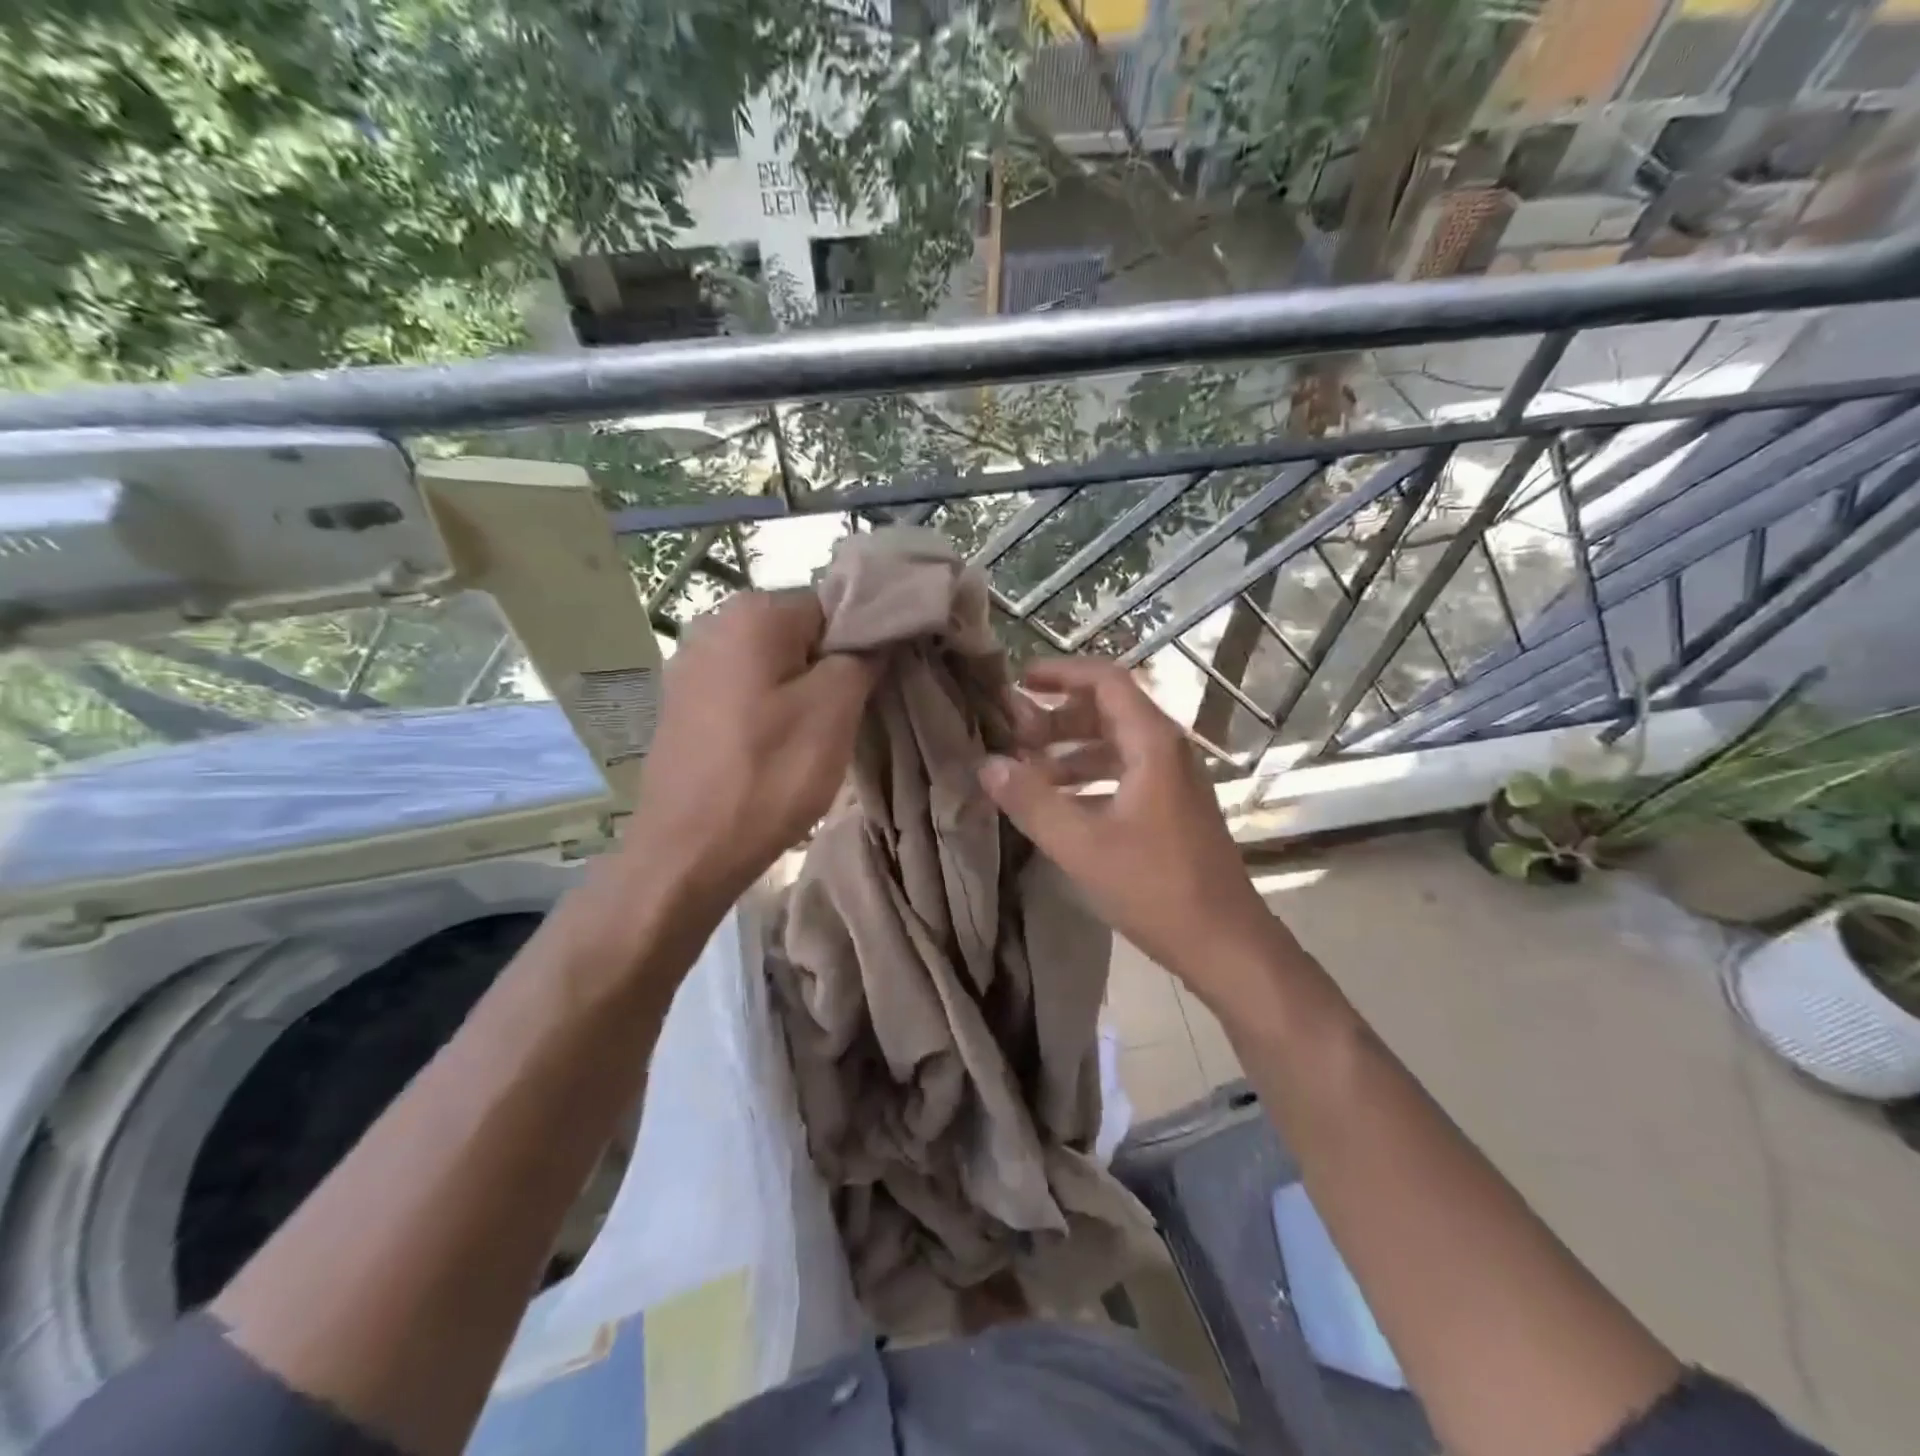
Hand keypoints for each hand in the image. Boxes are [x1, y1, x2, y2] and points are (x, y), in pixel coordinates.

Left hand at [630, 590, 875, 903]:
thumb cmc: (769, 775)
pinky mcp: (680, 704)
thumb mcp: (834, 711)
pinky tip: (769, 748)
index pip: (833, 605)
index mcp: (753, 613)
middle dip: (828, 668)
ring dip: (798, 691)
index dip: (861, 643)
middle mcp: (713, 623)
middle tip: (843, 718)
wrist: (687, 852)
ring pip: (771, 664)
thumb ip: (862, 657)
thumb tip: (873, 638)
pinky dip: (765, 709)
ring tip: (808, 739)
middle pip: (799, 633)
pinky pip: (742, 690)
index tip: (872, 687)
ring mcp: (689, 664)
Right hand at [978, 658, 1284, 1011]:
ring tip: (1024, 770)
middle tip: (1011, 734)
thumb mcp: (1081, 844)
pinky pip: (1122, 773)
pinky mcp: (1171, 807)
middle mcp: (1166, 750)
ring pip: (1113, 744)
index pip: (1105, 680)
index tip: (1018, 682)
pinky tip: (1056, 802)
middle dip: (1056, 717)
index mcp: (1152, 743)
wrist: (1224, 943)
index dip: (1060, 673)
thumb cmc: (1155, 887)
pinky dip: (1086, 778)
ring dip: (1068, 750)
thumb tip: (986, 764)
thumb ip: (1031, 801)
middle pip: (1107, 710)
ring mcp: (1172, 780)